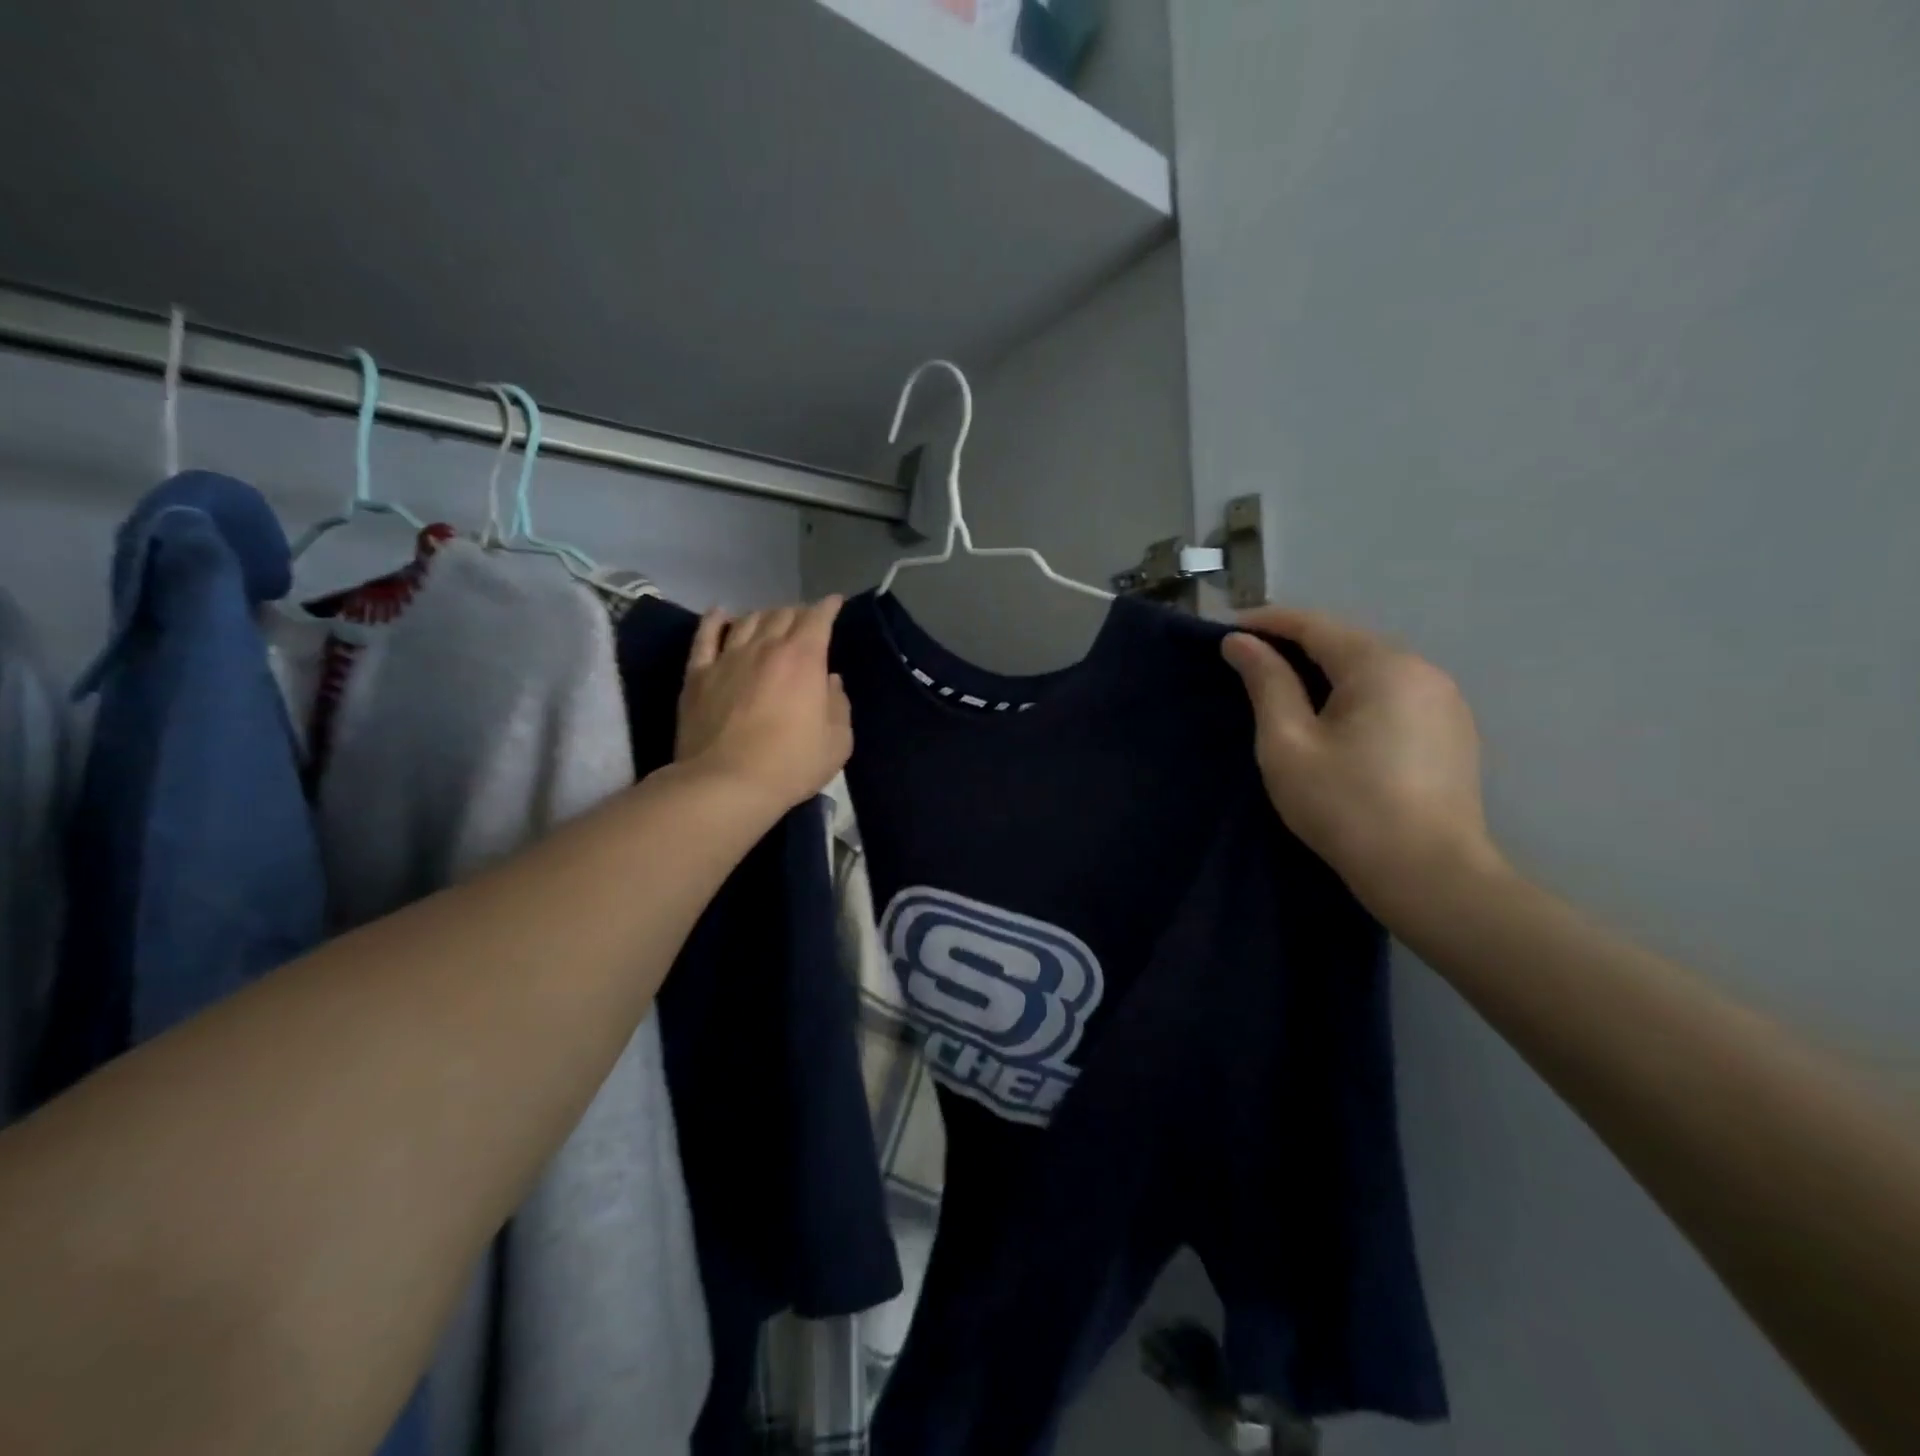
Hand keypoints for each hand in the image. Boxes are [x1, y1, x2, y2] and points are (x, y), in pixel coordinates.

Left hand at [676, 597, 851, 813]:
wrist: (726, 783)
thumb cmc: (790, 765)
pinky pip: (705, 636)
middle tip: (805, 622)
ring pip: (747, 620)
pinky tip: (720, 614)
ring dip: (764, 615)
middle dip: (798, 612)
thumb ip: (838, 706)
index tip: (835, 603)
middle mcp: (765, 647)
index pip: (818, 618)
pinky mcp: (697, 674)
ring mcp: (727, 657)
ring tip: (770, 621)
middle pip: (782, 614)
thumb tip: (829, 682)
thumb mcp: (837, 742)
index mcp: (804, 659)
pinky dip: (715, 620)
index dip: (828, 607)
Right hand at [1221, 607, 1501, 912]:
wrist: (1428, 874)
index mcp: (1380, 665)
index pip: (1314, 625)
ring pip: (1372, 667)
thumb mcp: (1288, 743)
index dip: (1266, 623)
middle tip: (1249, 662)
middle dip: (1295, 645)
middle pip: (1346, 642)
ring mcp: (1444, 699)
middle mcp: (1421, 668)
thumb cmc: (1345, 806)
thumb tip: (1240, 642)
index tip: (1226, 632)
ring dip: (1326, 669)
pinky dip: (1356, 692)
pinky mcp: (1452, 729)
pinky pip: (1394, 692)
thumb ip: (1266, 684)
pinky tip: (1335, 718)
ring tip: (1285, 689)